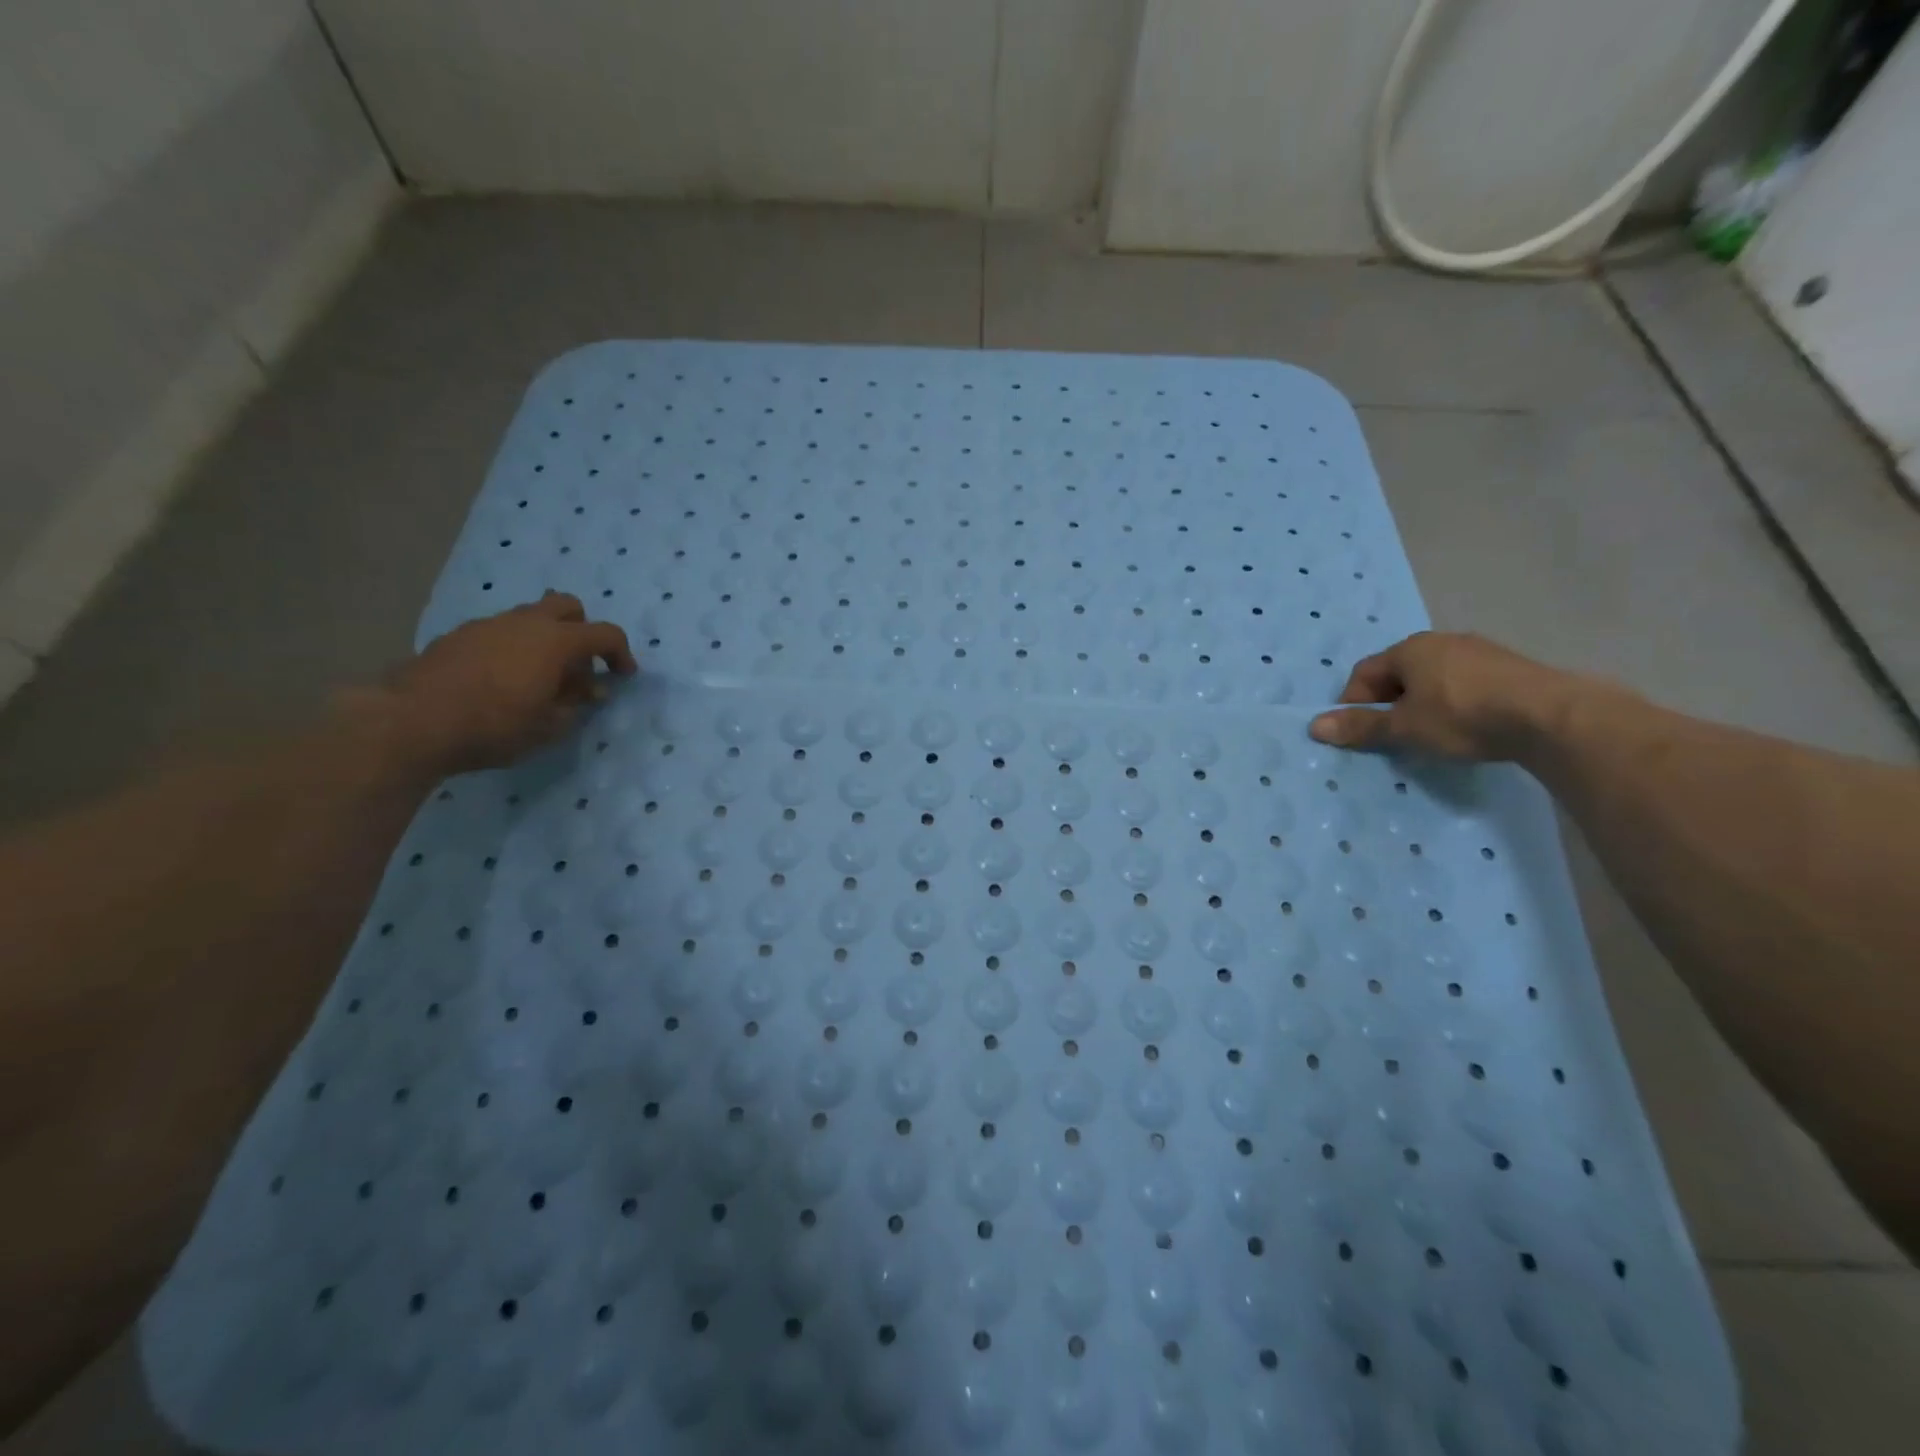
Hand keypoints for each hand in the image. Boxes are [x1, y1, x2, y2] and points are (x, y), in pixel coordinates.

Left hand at [358, 592, 637, 773]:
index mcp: (556, 641)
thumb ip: (575, 704)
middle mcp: (525, 622)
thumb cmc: (495, 726)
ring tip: (539, 677)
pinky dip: (513, 647)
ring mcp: (488, 625)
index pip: (606, 633)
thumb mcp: (549, 726)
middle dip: (581, 630)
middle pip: (567, 606)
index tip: (623, 675)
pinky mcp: (458, 636)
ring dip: (545, 639)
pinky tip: (502, 680)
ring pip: (530, 617)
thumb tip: (588, 690)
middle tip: (579, 666)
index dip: (621, 653)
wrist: (412, 721)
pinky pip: (500, 632)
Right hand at [1308, 631, 1580, 760]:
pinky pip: (1464, 683)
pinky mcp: (1509, 667)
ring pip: (1433, 678)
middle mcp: (1441, 641)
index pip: (1364, 673)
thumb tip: (1314, 725)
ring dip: (1422, 704)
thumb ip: (1361, 726)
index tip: (1359, 732)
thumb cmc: (1463, 717)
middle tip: (1392, 735)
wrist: (1551, 716)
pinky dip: (1454, 703)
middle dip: (1388, 704)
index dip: (1354, 703)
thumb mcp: (1404, 727)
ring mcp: (1478, 651)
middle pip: (1398, 673)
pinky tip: (1466, 726)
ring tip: (1429, 734)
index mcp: (1409, 649)